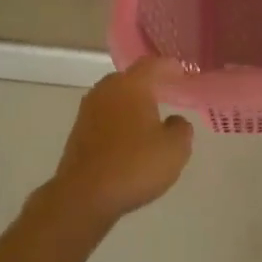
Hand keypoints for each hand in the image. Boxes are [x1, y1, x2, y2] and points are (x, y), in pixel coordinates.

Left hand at [45, 58, 194, 231]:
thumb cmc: (134, 165)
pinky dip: (119, 121)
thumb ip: (181, 129)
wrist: (84, 196)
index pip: (153, 65)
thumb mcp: (174, 149)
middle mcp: (106, 90)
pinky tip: (130, 138)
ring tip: (150, 117)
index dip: (170, 67)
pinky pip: (105, 117)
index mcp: (131, 85)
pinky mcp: (78, 133)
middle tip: (167, 93)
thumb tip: (174, 121)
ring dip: (132, 104)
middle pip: (131, 79)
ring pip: (116, 98)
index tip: (183, 73)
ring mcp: (88, 111)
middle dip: (149, 84)